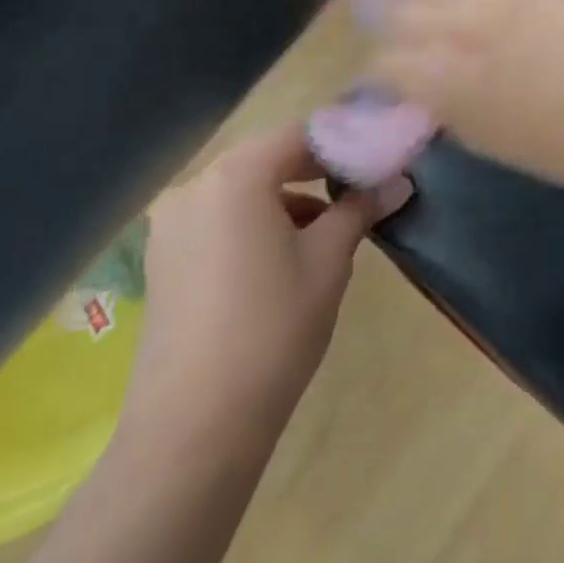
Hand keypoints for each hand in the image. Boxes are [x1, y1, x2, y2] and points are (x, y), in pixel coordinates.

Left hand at [124, 126, 412, 446]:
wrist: (192, 429)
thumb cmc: (272, 328)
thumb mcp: (329, 260)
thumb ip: (361, 208)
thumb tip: (399, 181)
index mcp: (236, 175)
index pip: (301, 133)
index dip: (345, 141)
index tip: (380, 159)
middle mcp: (196, 186)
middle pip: (270, 156)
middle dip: (318, 168)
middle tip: (363, 187)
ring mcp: (172, 224)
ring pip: (245, 188)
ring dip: (289, 196)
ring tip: (332, 223)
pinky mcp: (164, 258)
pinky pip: (221, 216)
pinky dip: (258, 220)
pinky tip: (288, 252)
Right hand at [361, 0, 563, 189]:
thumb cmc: (551, 145)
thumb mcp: (480, 137)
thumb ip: (440, 105)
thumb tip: (419, 88)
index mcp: (441, 79)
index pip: (381, 63)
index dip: (374, 75)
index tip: (380, 82)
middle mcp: (456, 28)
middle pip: (396, 12)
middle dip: (387, 30)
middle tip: (396, 43)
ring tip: (426, 13)